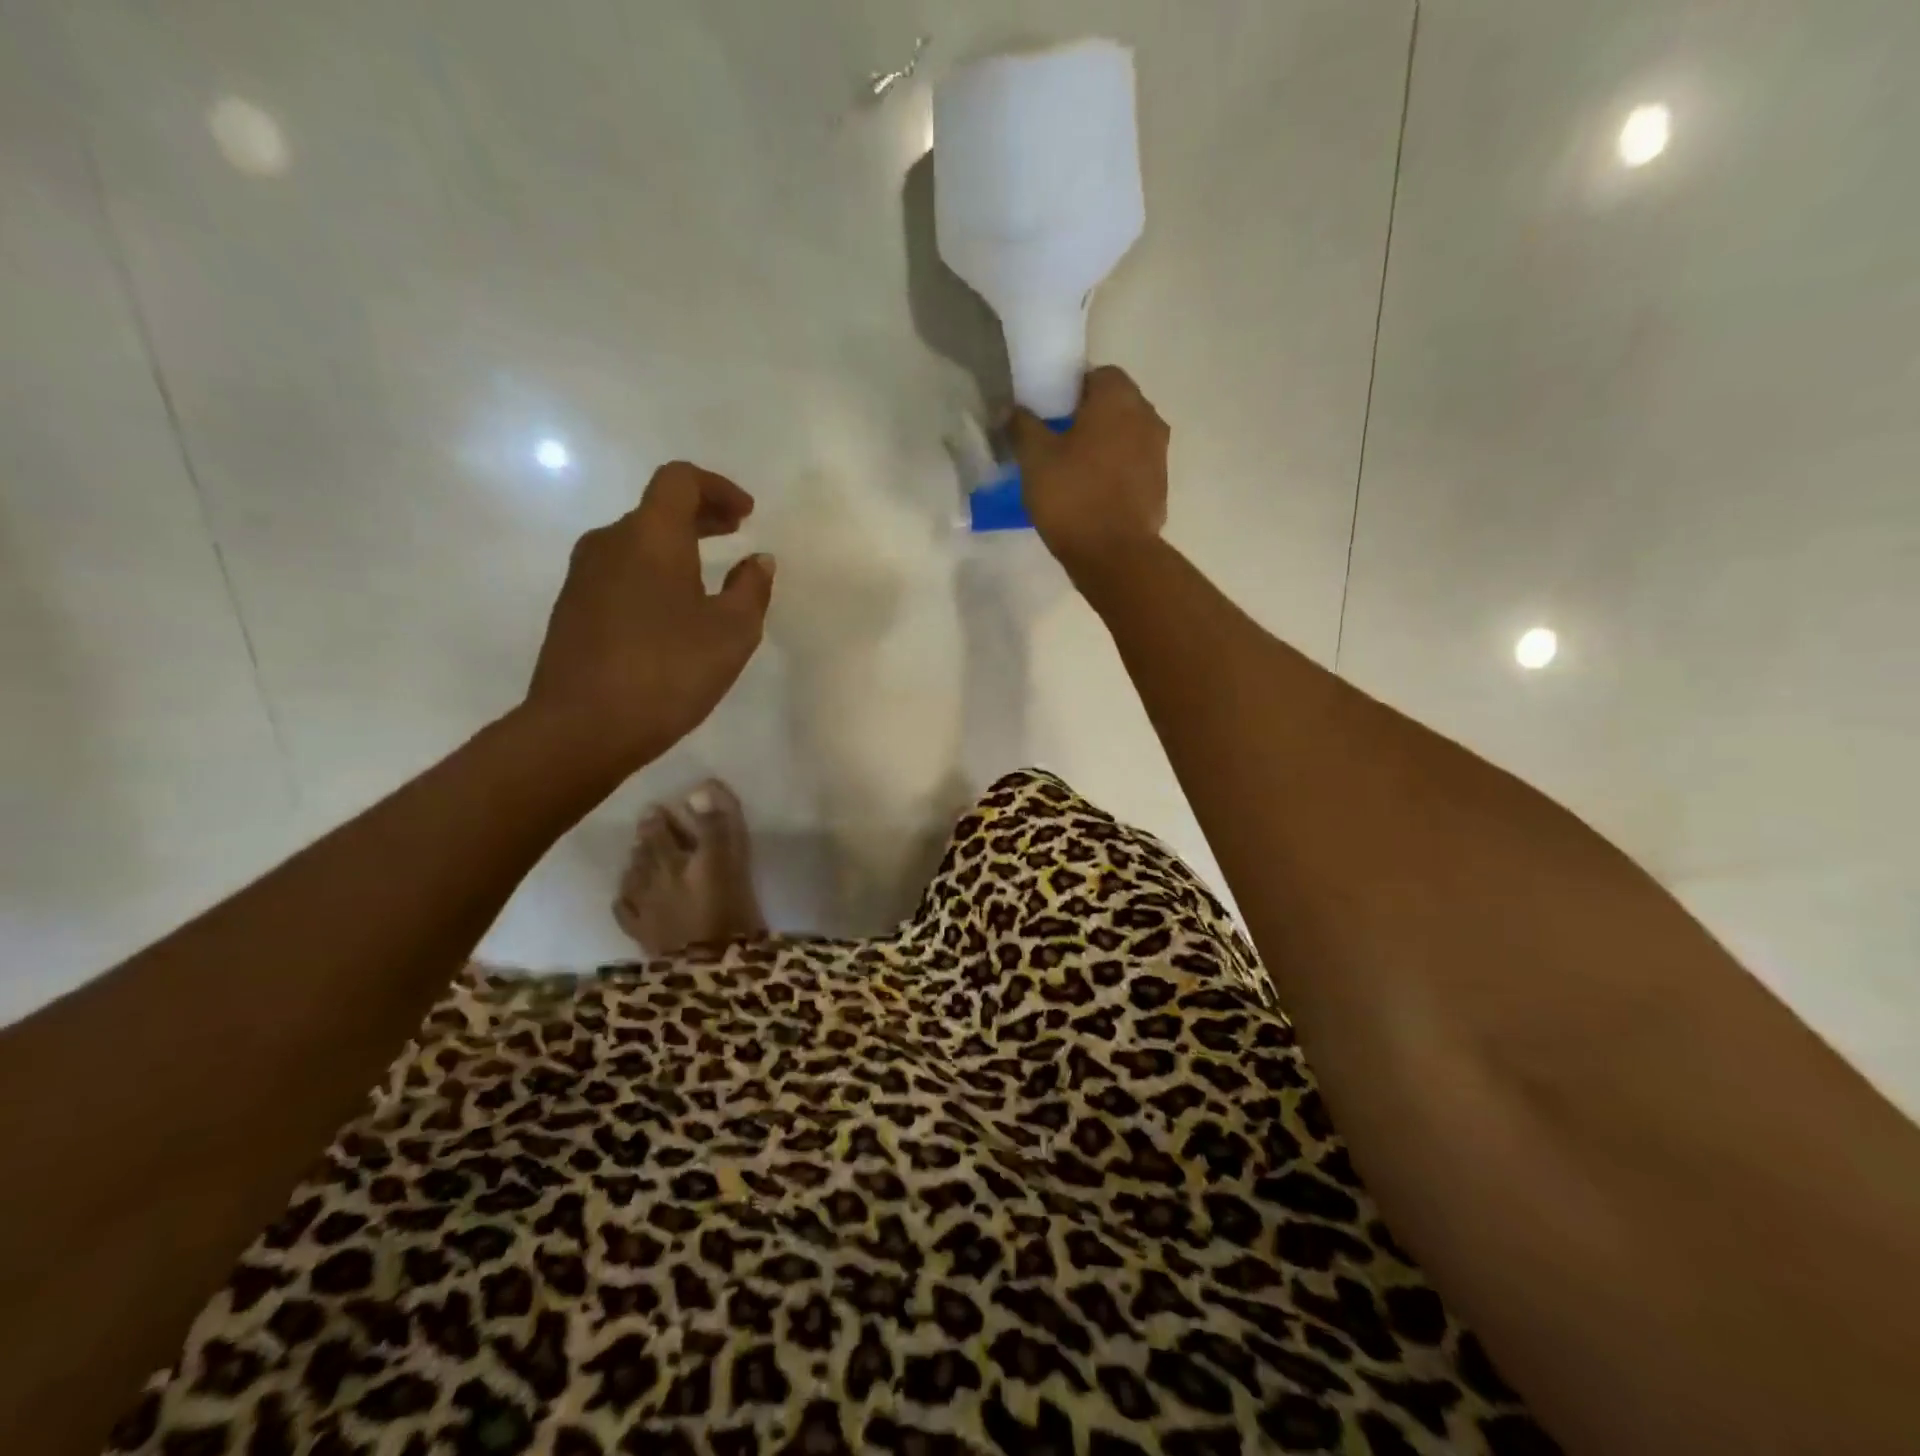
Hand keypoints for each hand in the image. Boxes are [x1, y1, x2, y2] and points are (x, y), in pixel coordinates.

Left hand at [525, 463, 774, 772]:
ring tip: (708, 577)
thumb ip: (751, 589)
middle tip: (736, 533)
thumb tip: (758, 560)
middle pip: (657, 509)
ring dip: (675, 547)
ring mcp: (583, 576)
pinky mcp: (572, 609)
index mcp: (650, 536)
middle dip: (701, 515)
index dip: (717, 487)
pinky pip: (620, 572)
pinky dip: (653, 573)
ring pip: (636, 542)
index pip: (680, 480)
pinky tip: (672, 612)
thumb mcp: (732, 633)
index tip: (747, 515)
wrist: (581, 727)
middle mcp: (610, 542)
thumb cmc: (668, 671)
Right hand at [1010, 364, 1169, 578]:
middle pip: (1115, 405)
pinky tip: (1093, 496)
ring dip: (1105, 446)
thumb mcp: (1035, 459)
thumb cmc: (1073, 496)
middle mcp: (1147, 417)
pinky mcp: (1160, 487)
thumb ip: (1023, 427)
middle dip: (1089, 418)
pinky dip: (1116, 473)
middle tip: (1057, 442)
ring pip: (1127, 437)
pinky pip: (1134, 468)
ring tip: (1074, 472)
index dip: (1071, 390)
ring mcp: (1159, 454)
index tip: (1050, 414)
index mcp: (1119, 399)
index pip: (1097, 375)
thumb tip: (1011, 410)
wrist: (1114, 555)